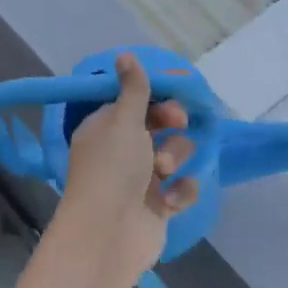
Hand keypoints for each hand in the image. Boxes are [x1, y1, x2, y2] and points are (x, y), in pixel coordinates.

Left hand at [57, 54, 198, 278]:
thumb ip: (133, 89)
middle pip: (159, 128)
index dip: (156, 101)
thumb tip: (124, 54)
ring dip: (174, 159)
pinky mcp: (157, 207)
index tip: (170, 100)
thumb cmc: (113, 168)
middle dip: (171, 128)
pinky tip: (171, 200)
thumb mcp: (123, 120)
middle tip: (177, 126)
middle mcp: (121, 152)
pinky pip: (181, 189)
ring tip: (163, 173)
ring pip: (173, 156)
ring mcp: (140, 181)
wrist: (109, 234)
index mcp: (106, 128)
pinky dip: (180, 192)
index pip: (135, 105)